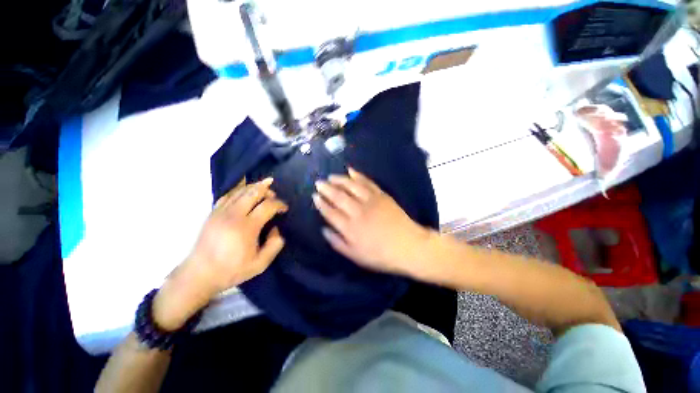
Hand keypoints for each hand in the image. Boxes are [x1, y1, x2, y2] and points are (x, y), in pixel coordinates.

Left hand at [188, 178, 287, 292]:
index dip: (279, 204)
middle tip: (274, 195)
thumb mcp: (260, 264)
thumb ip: (275, 245)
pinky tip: (245, 191)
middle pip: (253, 192)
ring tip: (264, 187)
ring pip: (240, 190)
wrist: (199, 274)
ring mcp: (220, 212)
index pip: (268, 205)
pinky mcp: (213, 213)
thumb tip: (276, 229)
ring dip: (254, 187)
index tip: (284, 209)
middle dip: (267, 190)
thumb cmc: (232, 270)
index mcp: (246, 227)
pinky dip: (239, 190)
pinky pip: (228, 195)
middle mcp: (233, 215)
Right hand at [312, 168, 431, 274]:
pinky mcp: (382, 195)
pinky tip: (351, 171)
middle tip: (319, 182)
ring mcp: (370, 201)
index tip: (315, 196)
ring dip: (339, 180)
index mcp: (350, 228)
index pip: (330, 212)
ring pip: (351, 186)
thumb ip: (338, 243)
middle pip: (338, 196)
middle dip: (326, 188)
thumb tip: (324, 229)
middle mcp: (357, 212)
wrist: (409, 246)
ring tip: (331, 176)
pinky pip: (367, 182)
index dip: (321, 203)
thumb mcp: (356, 256)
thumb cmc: (381, 255)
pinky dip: (358, 175)